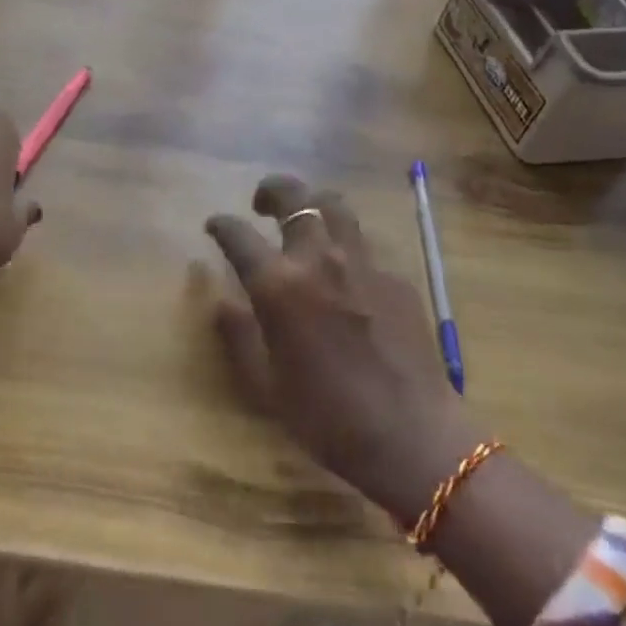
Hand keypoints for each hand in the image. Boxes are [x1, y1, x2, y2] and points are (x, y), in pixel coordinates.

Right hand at [204, 174, 476, 520]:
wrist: (411, 436)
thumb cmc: (327, 417)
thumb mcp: (265, 385)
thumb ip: (238, 335)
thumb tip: (220, 302)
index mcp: (279, 285)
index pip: (239, 235)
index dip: (222, 225)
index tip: (214, 225)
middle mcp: (319, 258)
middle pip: (294, 197)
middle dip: (272, 190)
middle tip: (262, 202)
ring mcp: (363, 262)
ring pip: (335, 206)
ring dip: (313, 203)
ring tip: (306, 218)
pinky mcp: (396, 276)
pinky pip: (365, 244)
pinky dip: (346, 244)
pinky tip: (346, 270)